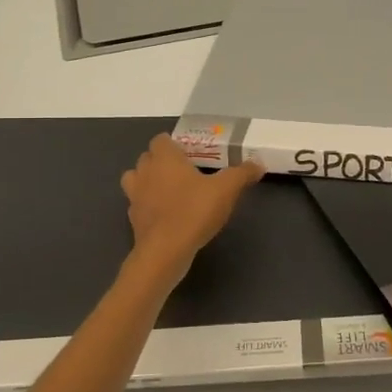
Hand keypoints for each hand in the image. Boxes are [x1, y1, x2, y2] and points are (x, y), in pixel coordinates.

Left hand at [120, 135, 263, 278]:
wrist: (165, 251)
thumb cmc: (194, 211)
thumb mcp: (226, 190)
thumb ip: (242, 174)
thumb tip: (258, 163)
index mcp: (164, 158)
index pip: (161, 140)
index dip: (173, 144)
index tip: (191, 154)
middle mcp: (145, 172)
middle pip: (147, 158)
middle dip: (162, 162)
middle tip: (185, 172)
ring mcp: (135, 196)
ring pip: (136, 180)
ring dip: (148, 182)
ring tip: (170, 192)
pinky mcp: (133, 219)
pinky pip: (139, 205)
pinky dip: (148, 207)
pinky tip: (166, 216)